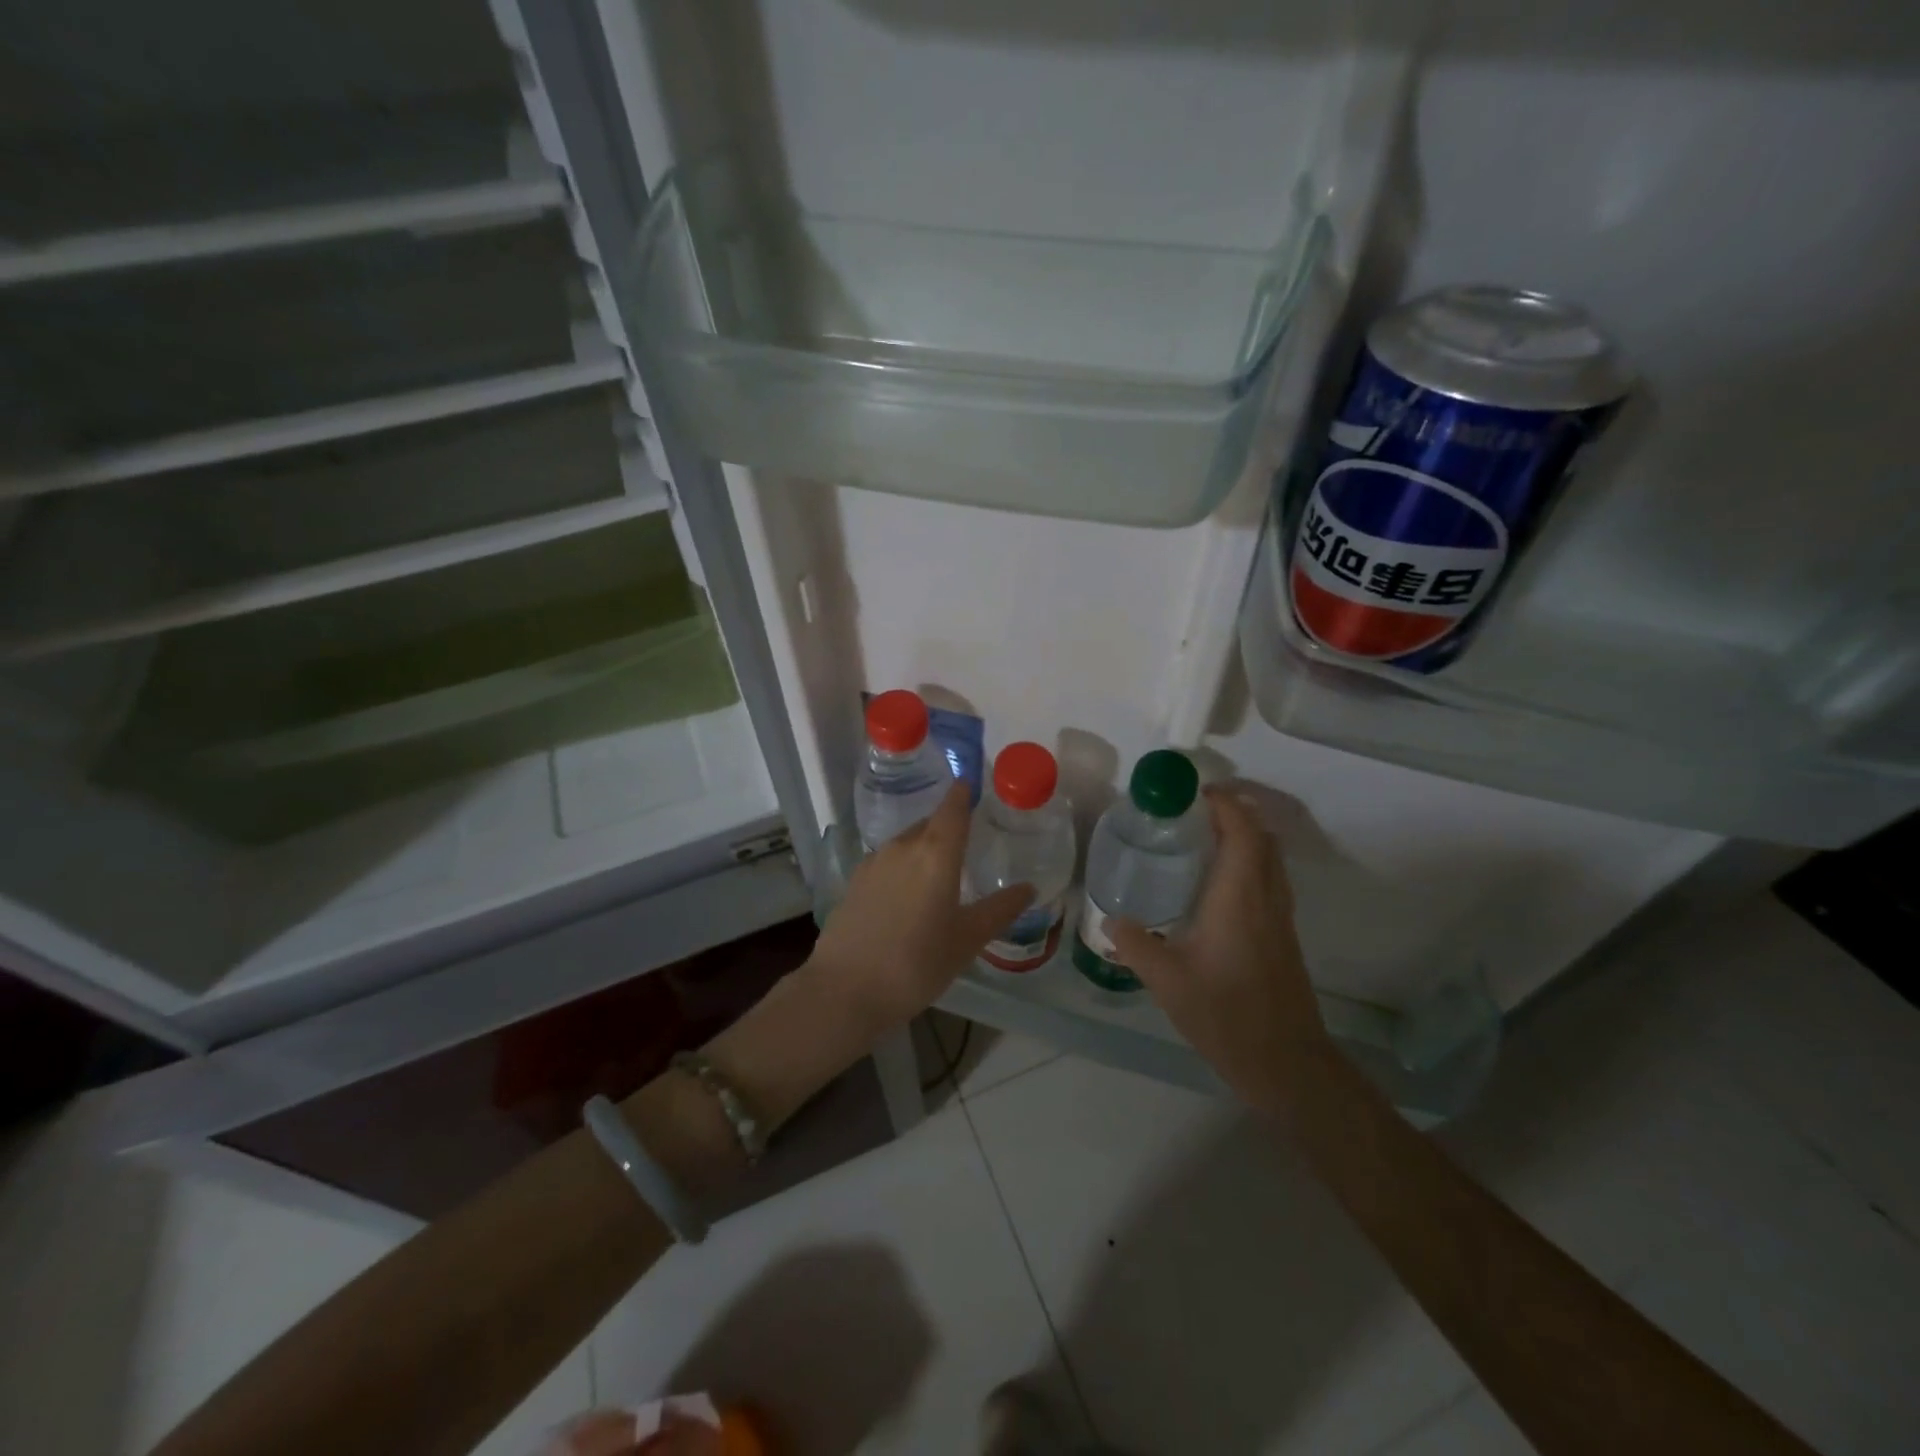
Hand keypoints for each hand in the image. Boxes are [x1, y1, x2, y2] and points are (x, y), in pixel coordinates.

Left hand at [810, 783, 1033, 1030]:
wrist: (845, 990)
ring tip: (940, 872)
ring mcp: (874, 863)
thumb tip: (1028, 889)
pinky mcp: (854, 882)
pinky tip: (907, 894)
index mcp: (936, 853)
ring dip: (924, 849)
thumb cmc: (916, 963)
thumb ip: (1000, 910)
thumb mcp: (967, 940)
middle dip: (948, 826)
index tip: (971, 784)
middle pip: (929, 825)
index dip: (963, 794)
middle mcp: (903, 847)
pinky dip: (903, 868)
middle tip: (968, 841)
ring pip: (906, 844)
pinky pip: (888, 863)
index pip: (953, 809)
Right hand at [1110, 786, 1333, 1122]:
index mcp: (1240, 898)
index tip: (1194, 793)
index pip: (1243, 832)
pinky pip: (1269, 880)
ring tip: (1201, 839)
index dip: (1225, 804)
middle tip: (1192, 812)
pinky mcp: (1283, 936)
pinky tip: (1215, 886)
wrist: (1286, 1063)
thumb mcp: (1168, 981)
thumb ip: (1136, 945)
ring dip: (1244, 837)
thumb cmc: (1227, 1015)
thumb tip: (1111, 921)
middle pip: (1263, 838)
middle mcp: (1266, 898)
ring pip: (1270, 859)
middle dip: (1234, 814)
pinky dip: (1248, 863)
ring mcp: (1280, 918)